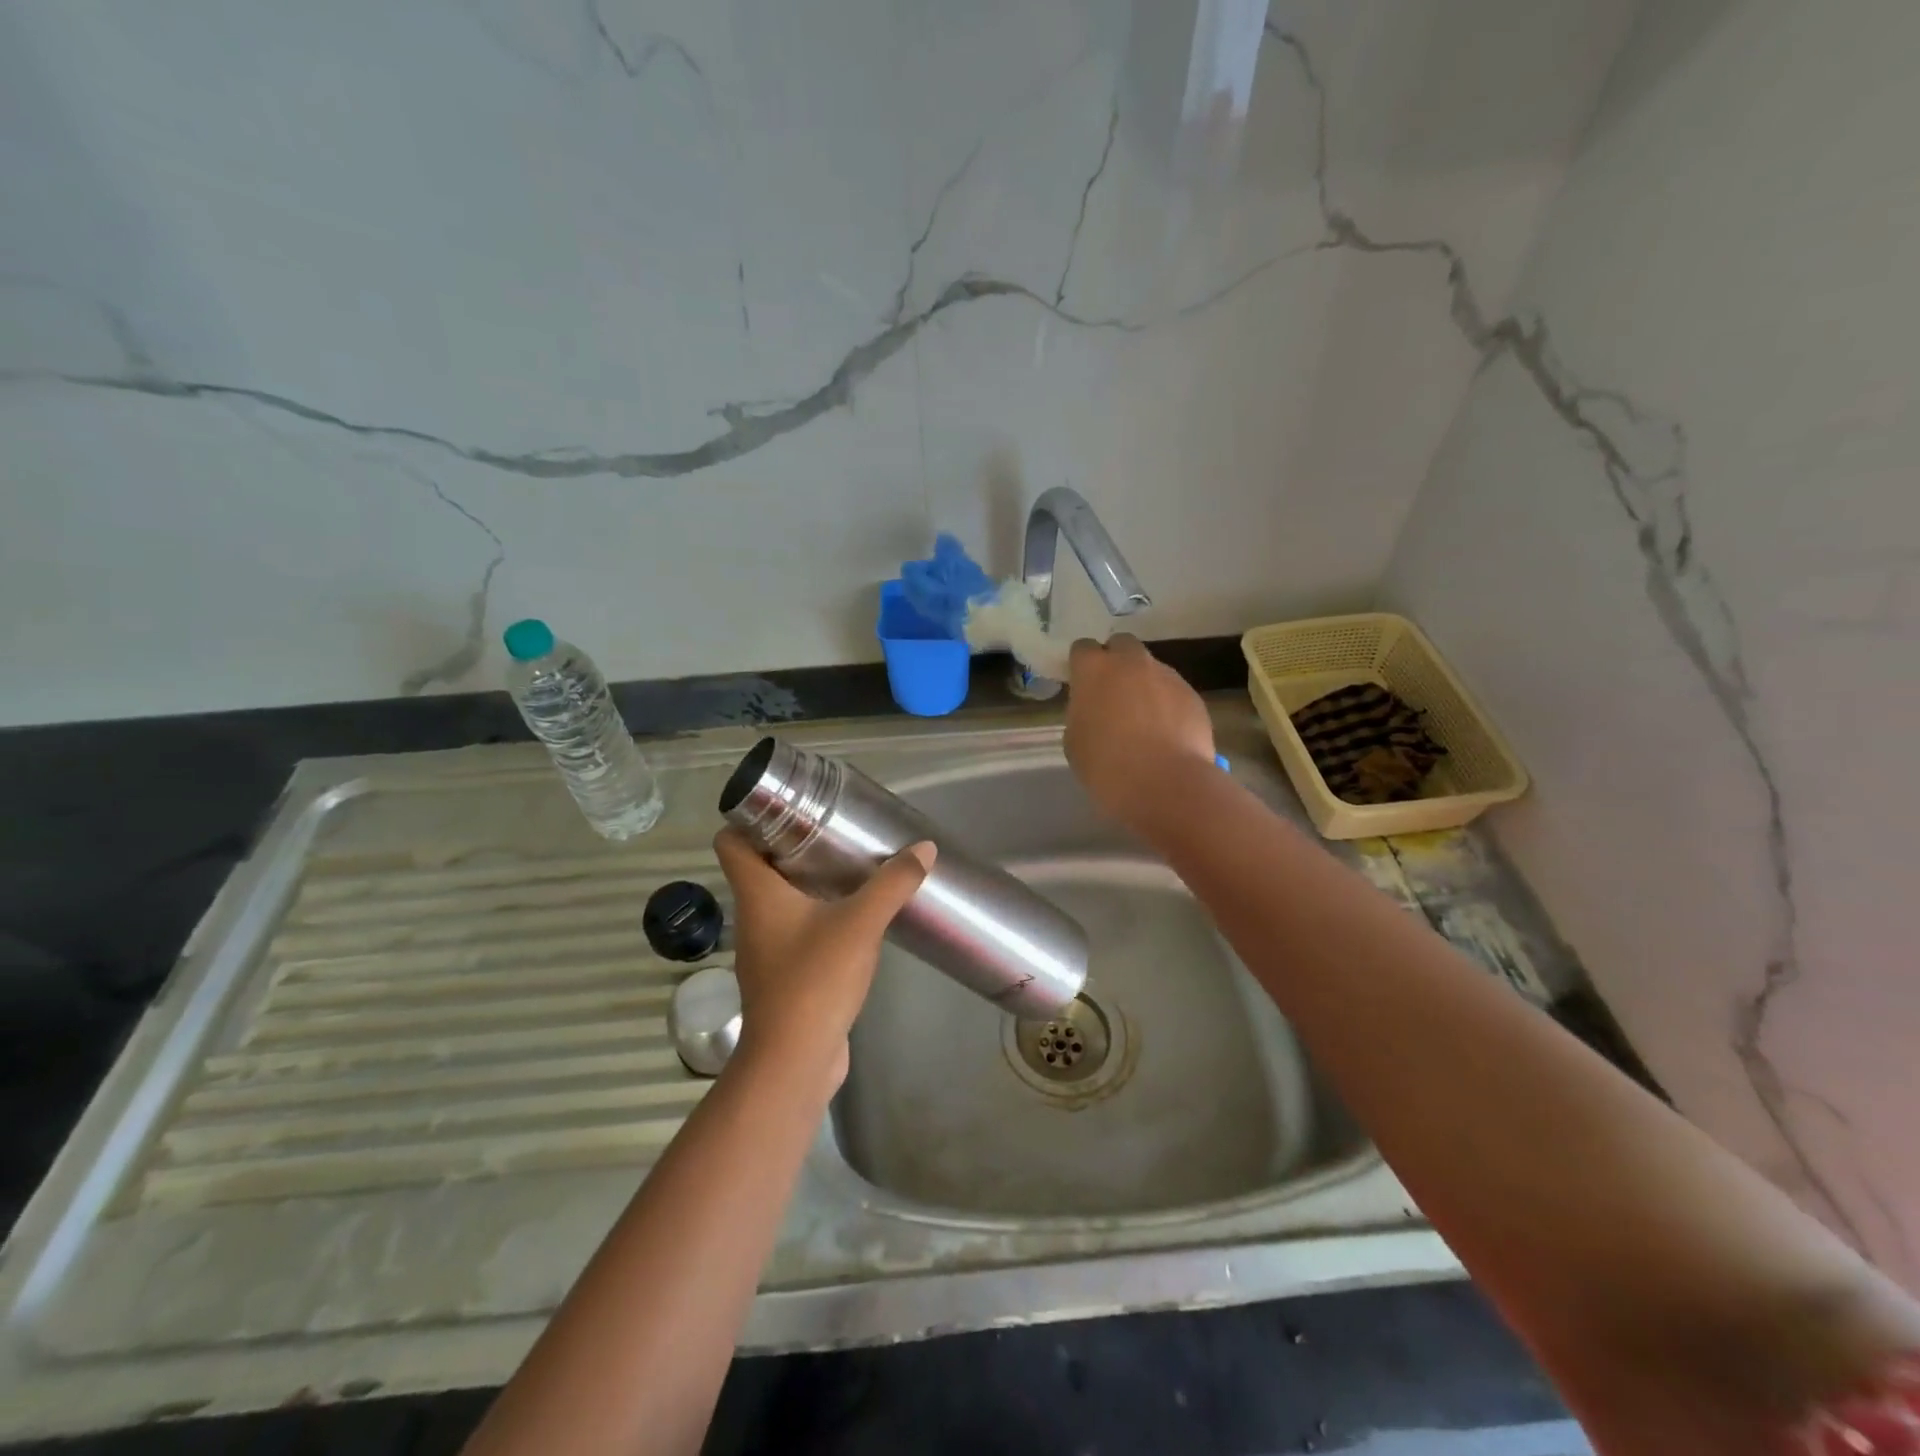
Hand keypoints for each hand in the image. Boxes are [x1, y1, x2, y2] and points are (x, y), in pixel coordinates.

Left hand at [712, 829, 934, 1090]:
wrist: (795, 1060)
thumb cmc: (815, 979)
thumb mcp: (861, 923)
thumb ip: (893, 883)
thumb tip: (924, 848)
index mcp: (757, 893)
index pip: (731, 841)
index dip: (750, 817)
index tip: (788, 805)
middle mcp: (753, 915)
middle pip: (758, 866)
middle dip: (790, 843)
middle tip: (831, 828)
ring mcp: (765, 947)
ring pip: (777, 898)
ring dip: (805, 880)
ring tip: (845, 864)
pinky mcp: (782, 973)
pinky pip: (794, 928)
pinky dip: (815, 913)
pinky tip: (849, 914)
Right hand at [1064, 634, 1215, 833]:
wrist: (1164, 784)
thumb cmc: (1106, 765)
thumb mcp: (1075, 740)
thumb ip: (1083, 712)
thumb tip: (1096, 709)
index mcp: (1095, 669)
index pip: (1082, 648)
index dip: (1082, 665)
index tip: (1082, 684)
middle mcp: (1132, 662)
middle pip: (1122, 645)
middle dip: (1116, 661)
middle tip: (1113, 693)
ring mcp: (1167, 675)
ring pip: (1151, 668)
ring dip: (1144, 684)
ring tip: (1144, 720)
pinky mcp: (1193, 695)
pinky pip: (1174, 692)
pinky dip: (1167, 705)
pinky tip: (1166, 734)